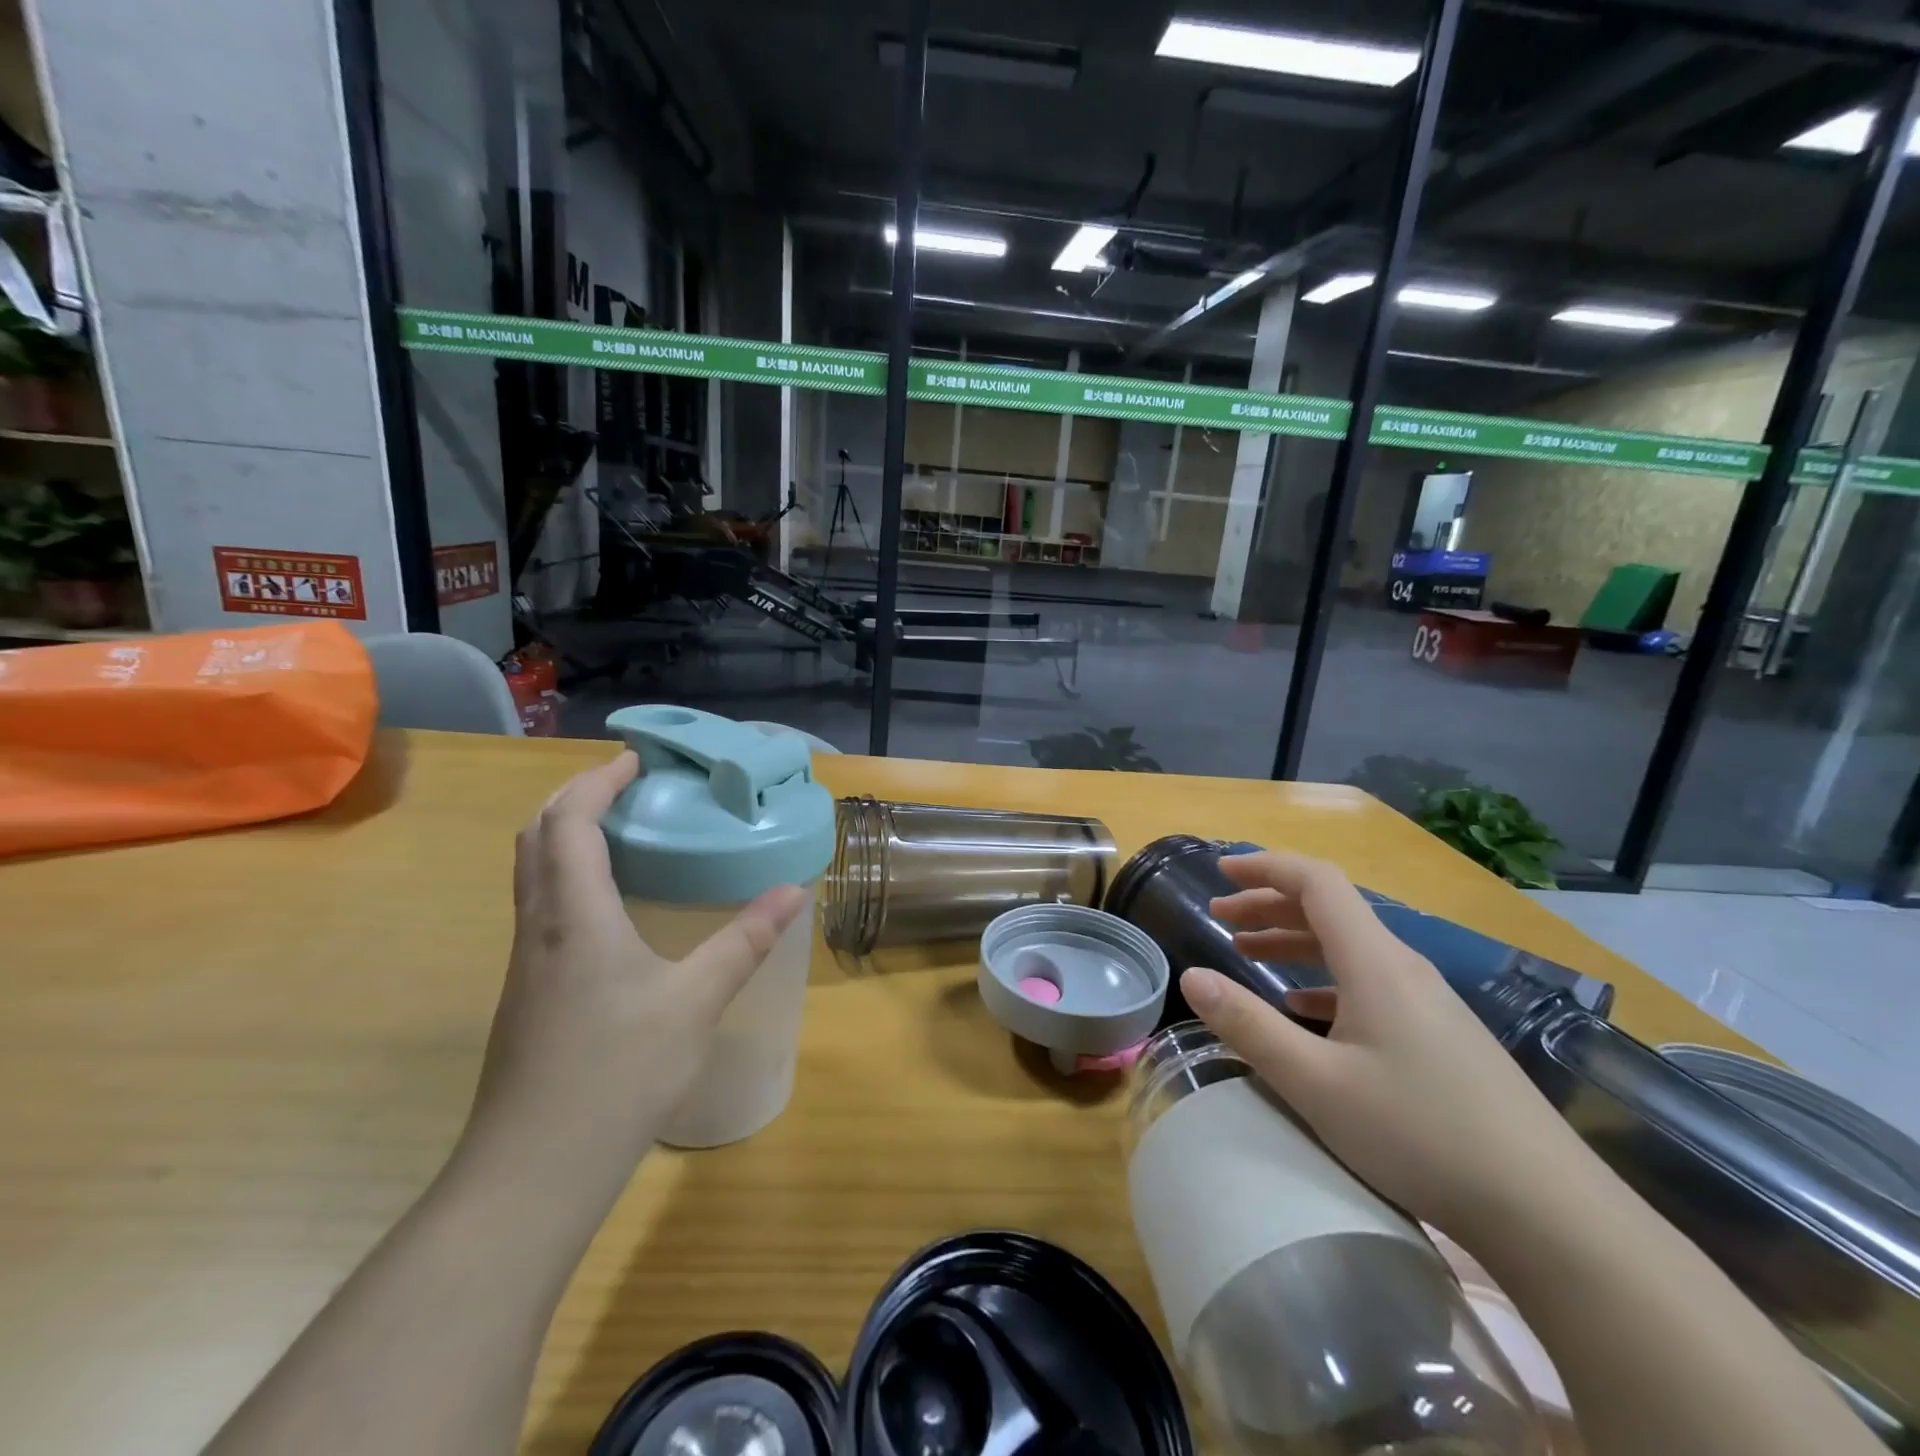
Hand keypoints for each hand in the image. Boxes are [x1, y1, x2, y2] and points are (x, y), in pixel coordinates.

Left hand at [460, 752, 806, 1196]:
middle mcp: (540, 928)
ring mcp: (527, 965)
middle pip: (537, 839)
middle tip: (626, 786)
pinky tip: (611, 909)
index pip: (569, 822)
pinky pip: (542, 910)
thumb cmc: (616, 1073)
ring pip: (533, 876)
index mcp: (574, 916)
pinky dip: (569, 880)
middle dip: (575, 799)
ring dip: (567, 838)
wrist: (532, 1173)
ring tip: (623, 834)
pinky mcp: (528, 996)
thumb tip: (794, 891)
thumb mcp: (696, 1001)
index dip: (597, 781)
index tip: (637, 760)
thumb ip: (745, 941)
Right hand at [1181, 850, 1592, 1245]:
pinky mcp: (1441, 1037)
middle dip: (1269, 904)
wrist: (1552, 1213)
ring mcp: (1428, 1003)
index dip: (1266, 867)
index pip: (1316, 882)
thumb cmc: (1421, 1134)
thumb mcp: (1317, 1084)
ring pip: (1349, 948)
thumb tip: (1192, 978)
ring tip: (1248, 955)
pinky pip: (1370, 984)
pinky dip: (1324, 980)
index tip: (1221, 872)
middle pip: (1330, 910)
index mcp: (1375, 962)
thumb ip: (1248, 1026)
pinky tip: (1305, 1010)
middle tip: (1221, 917)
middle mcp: (1403, 968)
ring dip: (1294, 941)